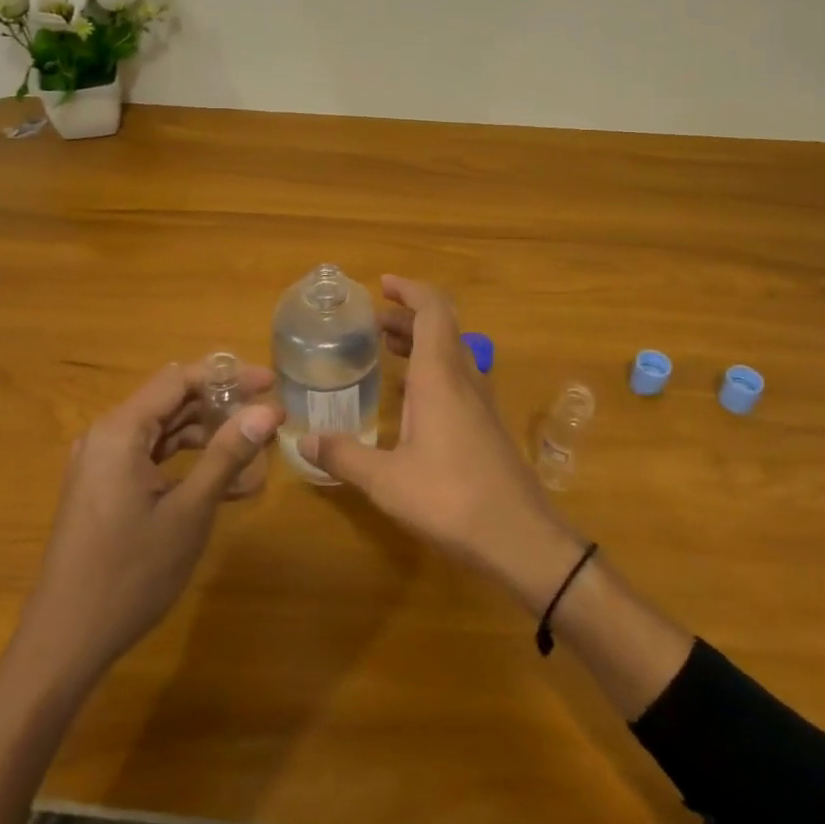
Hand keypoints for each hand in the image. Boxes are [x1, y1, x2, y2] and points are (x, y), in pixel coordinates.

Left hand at [20, 360, 282, 683]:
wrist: (64, 642)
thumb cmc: (129, 573)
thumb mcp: (189, 512)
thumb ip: (227, 455)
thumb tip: (268, 411)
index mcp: (120, 430)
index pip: (180, 379)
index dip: (228, 376)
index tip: (270, 384)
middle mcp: (107, 436)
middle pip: (172, 400)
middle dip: (221, 405)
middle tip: (267, 416)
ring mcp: (103, 464)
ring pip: (164, 431)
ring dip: (208, 436)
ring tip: (255, 450)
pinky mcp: (105, 489)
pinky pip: (152, 459)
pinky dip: (187, 464)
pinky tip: (228, 484)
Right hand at [300, 276, 584, 613]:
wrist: (520, 538)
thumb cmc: (450, 499)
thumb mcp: (386, 481)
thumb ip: (344, 456)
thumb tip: (304, 440)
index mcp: (441, 377)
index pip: (433, 310)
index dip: (410, 290)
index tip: (383, 284)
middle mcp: (464, 379)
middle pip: (442, 327)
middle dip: (408, 316)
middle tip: (373, 321)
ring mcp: (481, 402)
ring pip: (452, 353)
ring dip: (421, 342)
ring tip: (387, 348)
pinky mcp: (486, 425)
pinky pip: (458, 379)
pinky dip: (432, 370)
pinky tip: (410, 398)